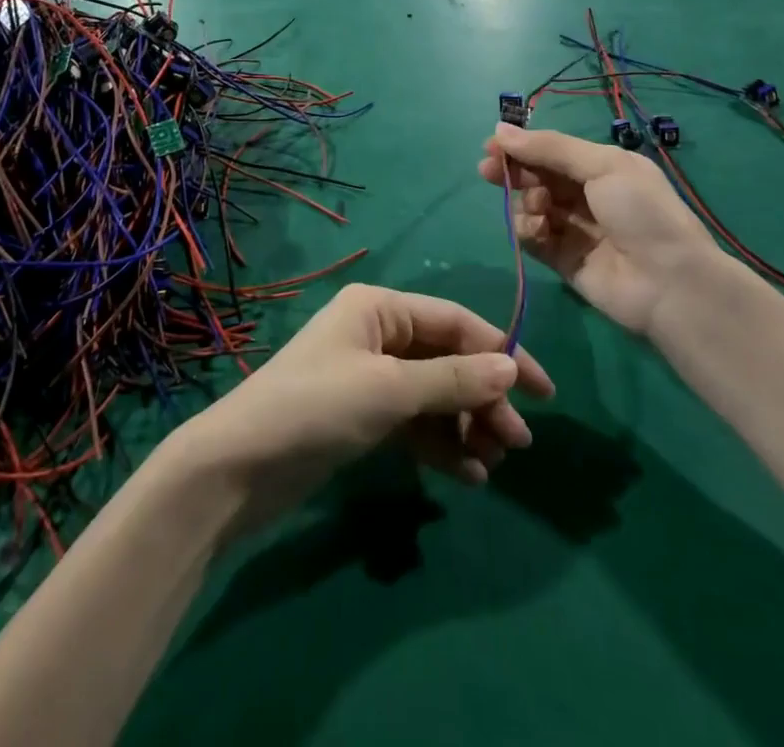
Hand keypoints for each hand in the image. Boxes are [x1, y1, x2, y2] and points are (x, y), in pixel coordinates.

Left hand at [171, 284, 554, 531]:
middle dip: (484, 398)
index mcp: (379, 308)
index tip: (544, 392)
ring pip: (434, 395)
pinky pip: (414, 424)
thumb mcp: (389, 390)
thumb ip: (452, 379)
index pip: (455, 322)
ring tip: (495, 461)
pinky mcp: (362, 418)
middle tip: (519, 442)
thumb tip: (512, 368)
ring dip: (466, 425)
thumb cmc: (316, 408)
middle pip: (447, 360)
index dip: (502, 352)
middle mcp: (377, 335)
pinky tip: (469, 475)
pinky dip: (441, 446)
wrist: (240, 468)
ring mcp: (369, 378)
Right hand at [478, 123, 721, 336]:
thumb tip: (501, 130)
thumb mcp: (602, 166)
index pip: (551, 151)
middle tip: (488, 170)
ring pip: (530, 206)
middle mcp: (586, 195)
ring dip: (527, 202)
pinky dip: (529, 230)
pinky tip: (539, 230)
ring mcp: (573, 228)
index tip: (491, 145)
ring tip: (540, 208)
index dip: (521, 146)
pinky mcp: (562, 259)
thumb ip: (550, 148)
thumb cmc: (641, 212)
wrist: (668, 282)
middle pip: (537, 177)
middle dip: (513, 171)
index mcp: (601, 167)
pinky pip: (532, 237)